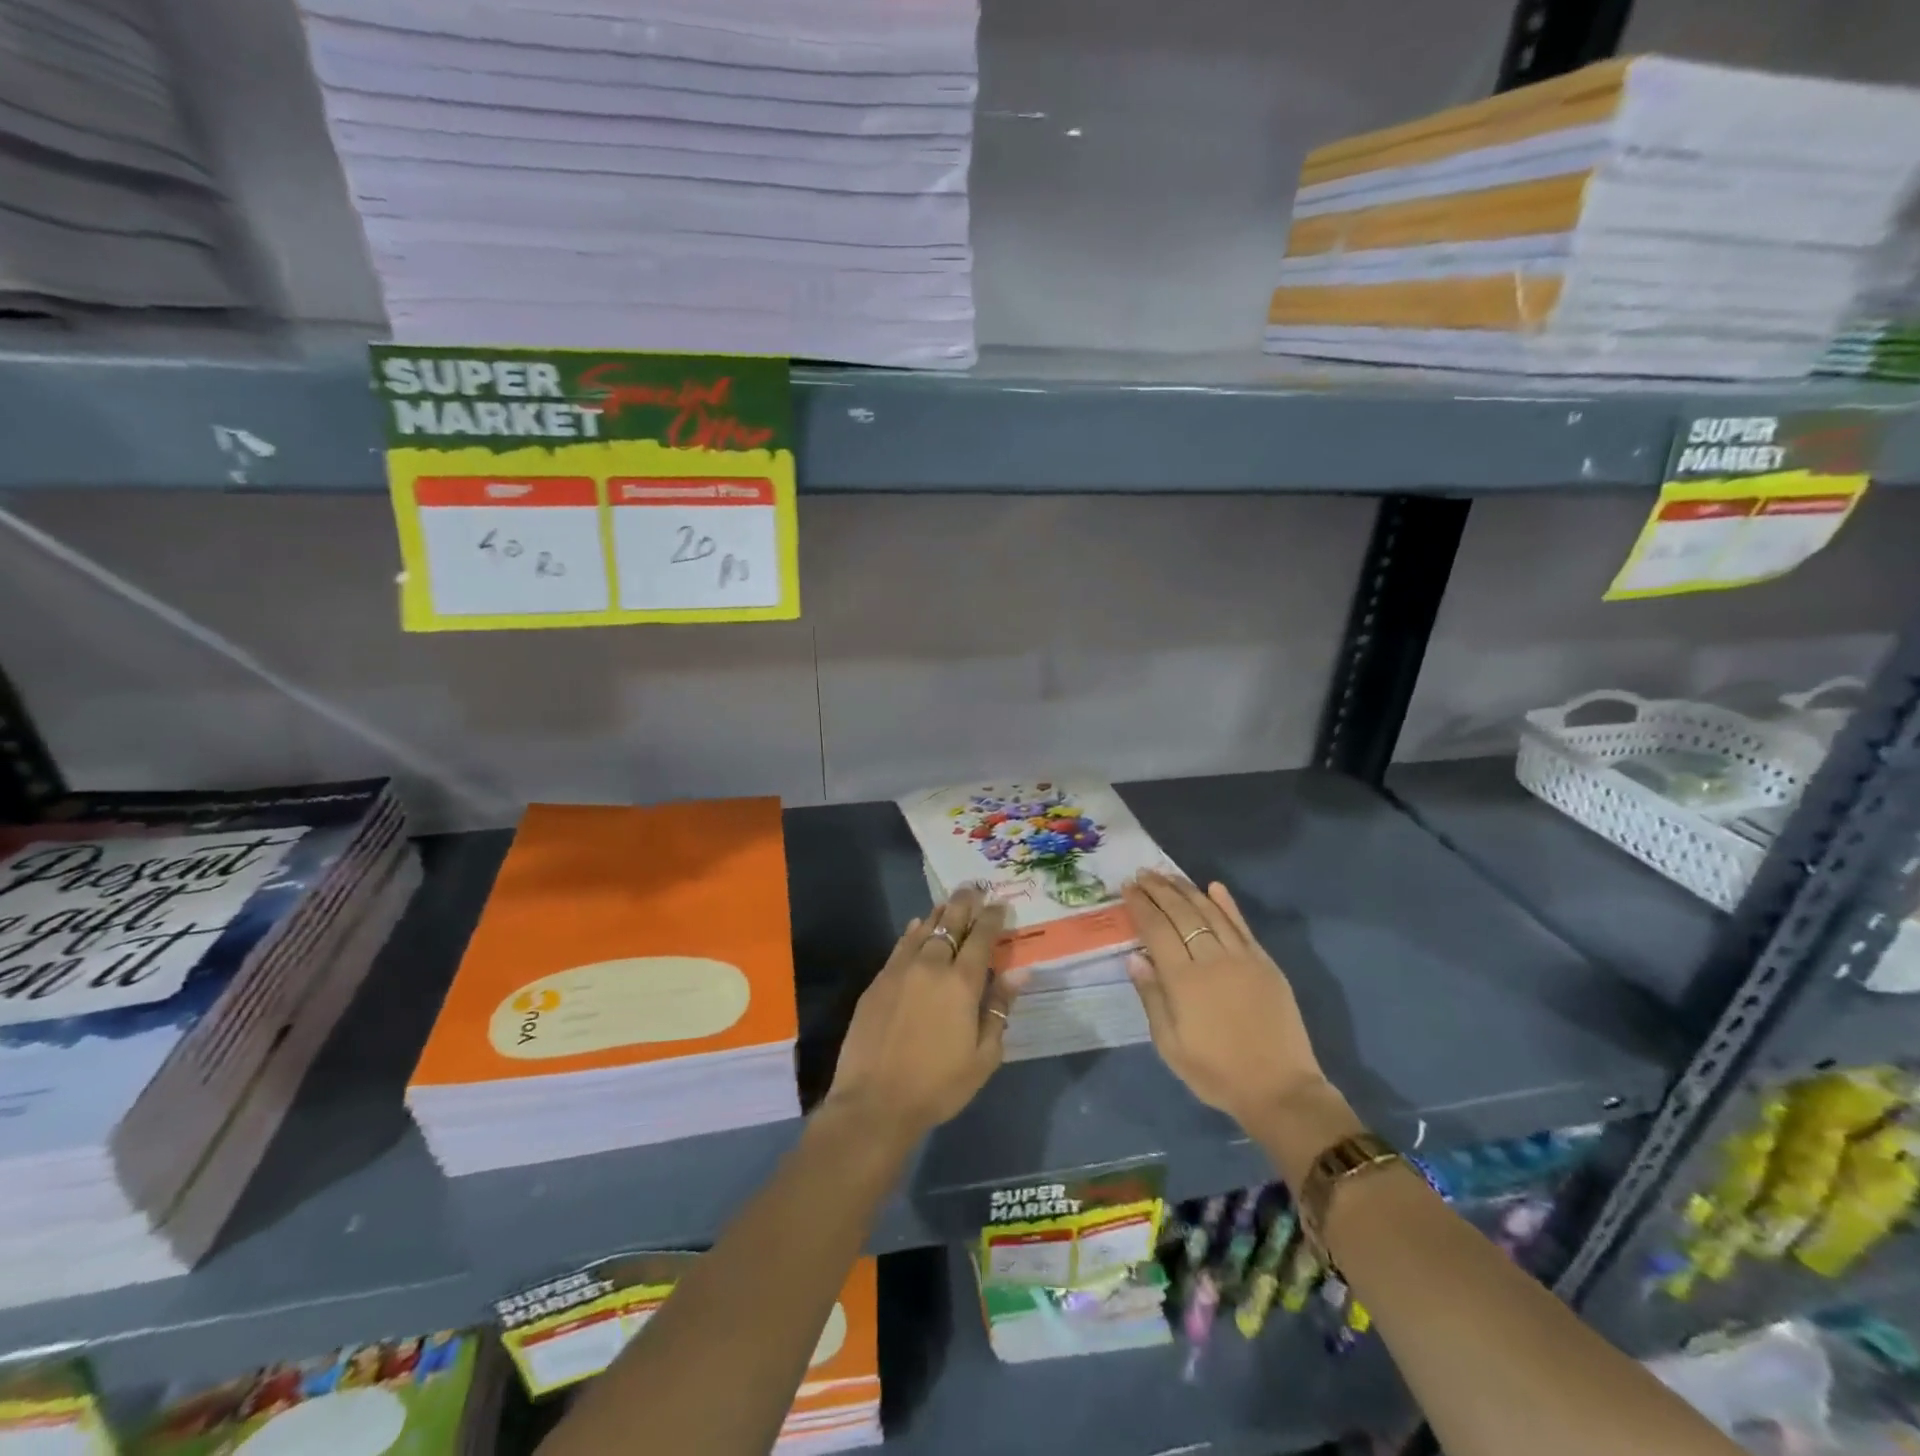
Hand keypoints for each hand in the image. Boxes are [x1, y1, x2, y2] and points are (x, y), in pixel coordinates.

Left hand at [825, 886, 1024, 1144]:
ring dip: (939, 912)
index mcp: (962, 983)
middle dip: (965, 903)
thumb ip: (999, 1009)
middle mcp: (931, 966)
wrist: (875, 1102)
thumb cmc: (938, 1085)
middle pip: (950, 923)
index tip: (1000, 904)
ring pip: (923, 929)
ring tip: (949, 900)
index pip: (981, 938)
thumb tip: (1018, 973)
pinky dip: (914, 932)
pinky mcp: (878, 981)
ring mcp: (900, 970)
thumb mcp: (983, 1056)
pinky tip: (918, 926)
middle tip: (974, 887)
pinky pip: (901, 945)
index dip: (992, 918)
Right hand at [1122, 871, 1327, 1128]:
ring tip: (1168, 874)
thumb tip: (1135, 957)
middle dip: (1159, 890)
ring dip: (1187, 890)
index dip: (1141, 905)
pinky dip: (1227, 904)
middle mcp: (1212, 959)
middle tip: (1143, 873)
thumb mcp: (1170, 1045)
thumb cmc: (1216, 1073)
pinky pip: (1242, 926)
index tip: (1127, 887)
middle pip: (1181, 913)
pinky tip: (1214, 886)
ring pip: (1210, 912)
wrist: (1280, 1090)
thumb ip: (1152, 997)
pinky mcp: (1265, 963)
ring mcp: (1242, 958)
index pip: (1156, 929)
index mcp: (1184, 980)